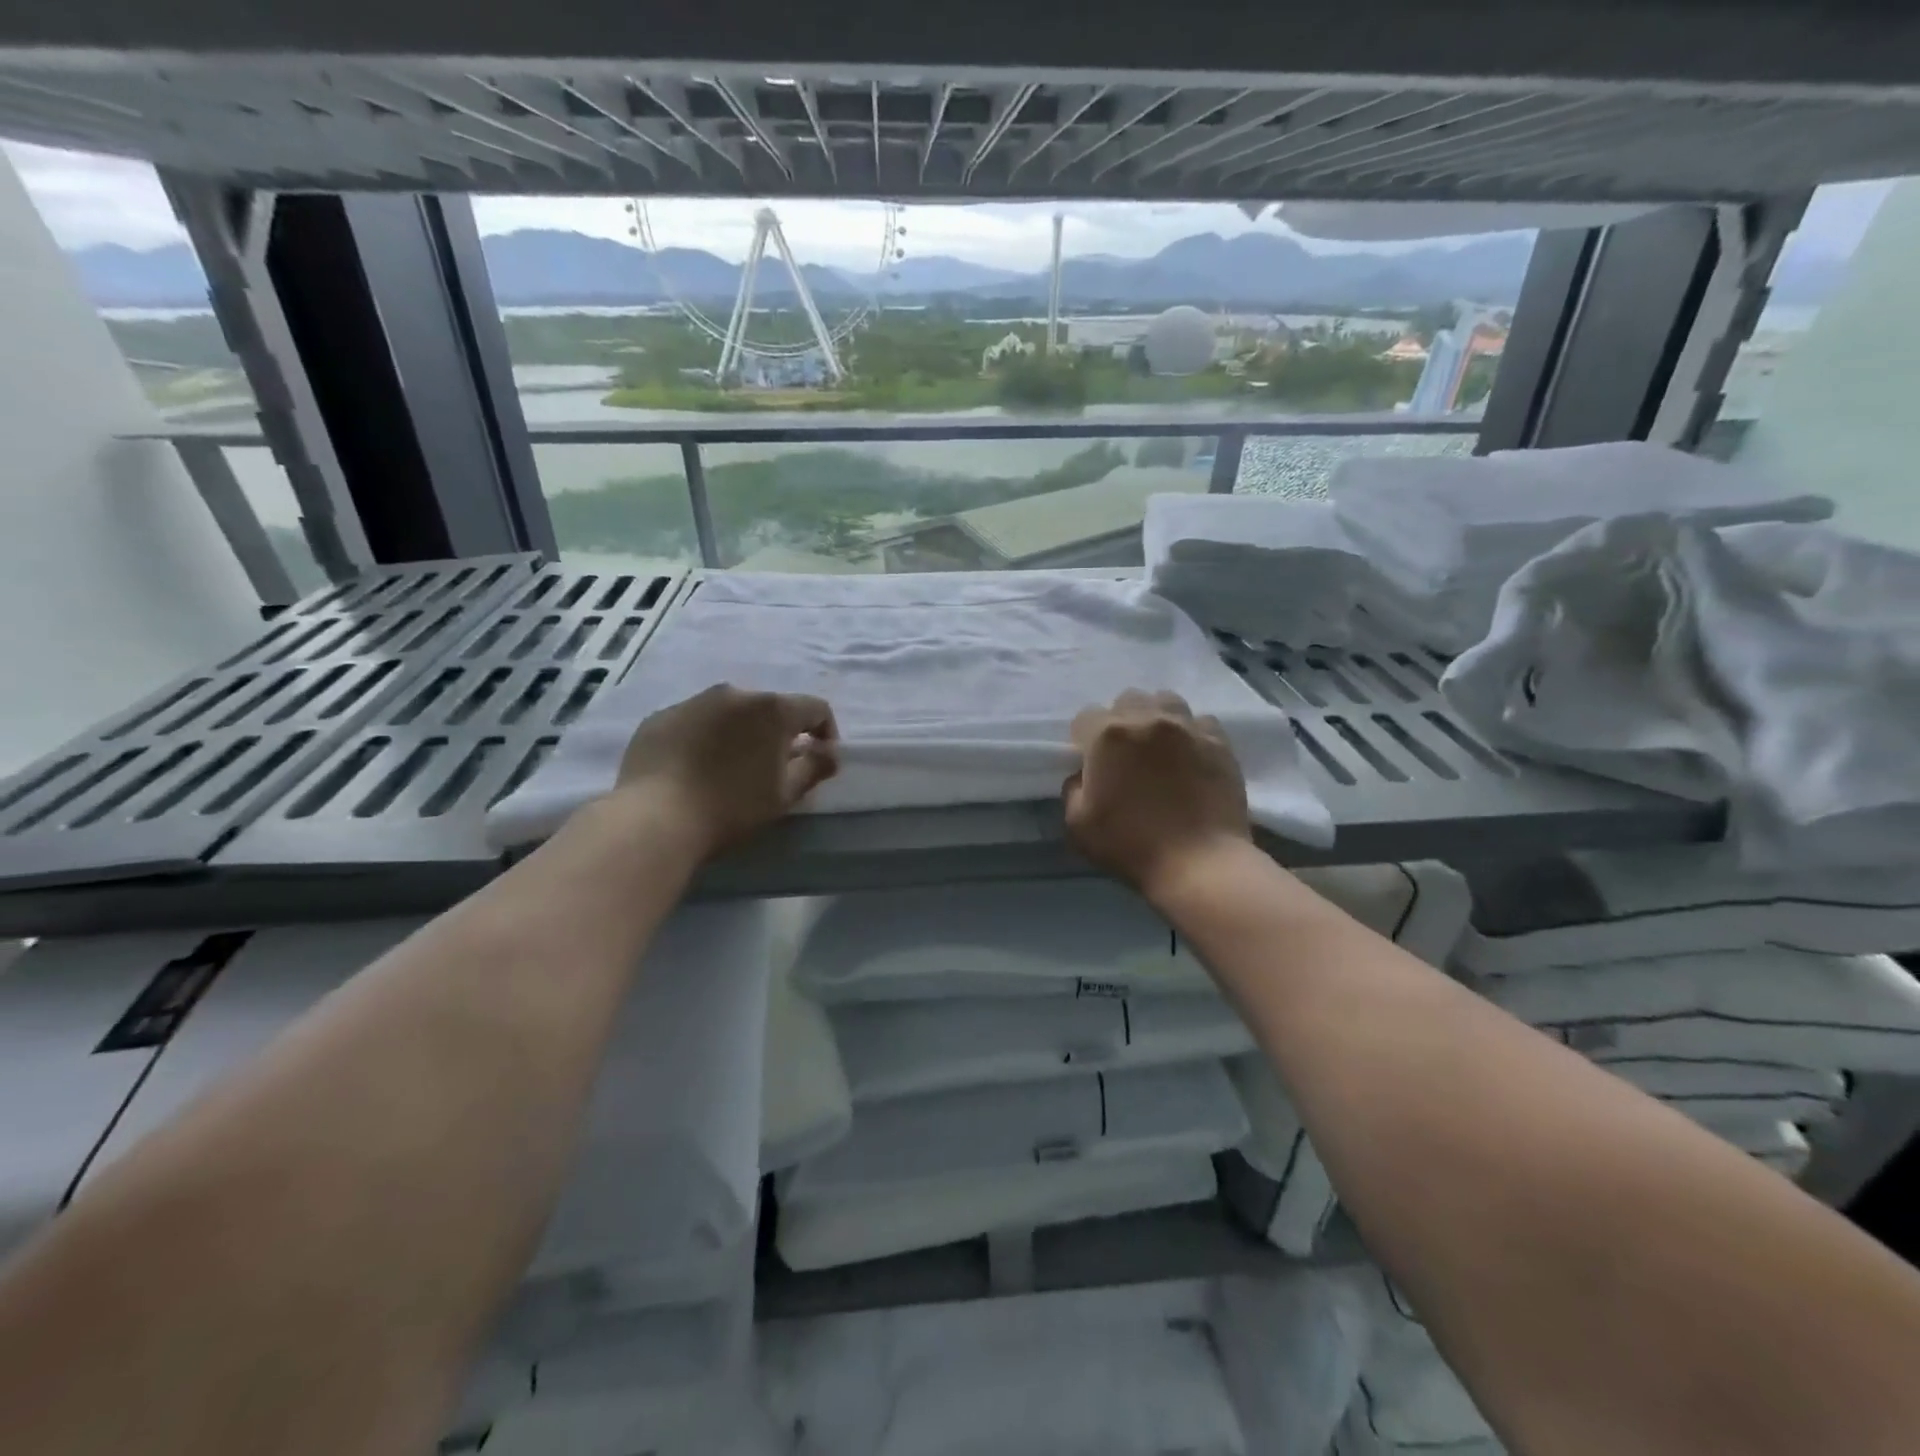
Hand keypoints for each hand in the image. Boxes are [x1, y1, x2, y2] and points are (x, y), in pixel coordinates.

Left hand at [613, 684, 837, 858]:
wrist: (656, 817)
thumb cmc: (732, 807)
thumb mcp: (784, 794)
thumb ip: (814, 767)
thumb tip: (830, 753)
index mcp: (772, 709)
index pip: (815, 708)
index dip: (826, 732)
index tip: (819, 759)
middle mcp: (734, 694)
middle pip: (770, 708)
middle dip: (779, 733)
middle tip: (773, 768)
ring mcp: (693, 701)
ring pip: (730, 712)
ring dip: (740, 732)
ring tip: (730, 767)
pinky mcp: (661, 717)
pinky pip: (695, 722)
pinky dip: (704, 737)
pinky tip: (695, 769)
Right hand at [1064, 690, 1251, 903]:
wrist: (1199, 863)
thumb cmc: (1130, 845)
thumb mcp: (1077, 824)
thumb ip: (1072, 789)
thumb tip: (1085, 774)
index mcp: (1107, 735)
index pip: (1085, 717)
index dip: (1084, 740)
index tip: (1091, 762)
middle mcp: (1147, 719)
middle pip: (1127, 700)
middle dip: (1121, 720)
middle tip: (1125, 752)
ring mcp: (1187, 727)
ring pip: (1166, 701)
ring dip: (1156, 717)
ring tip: (1159, 745)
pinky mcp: (1219, 742)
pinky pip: (1201, 722)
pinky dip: (1191, 732)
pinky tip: (1191, 755)